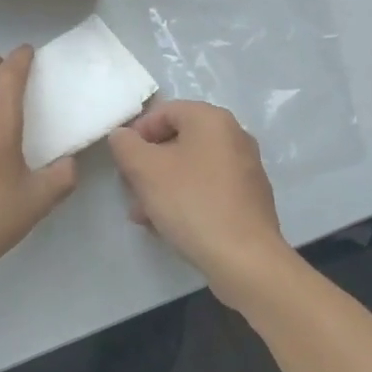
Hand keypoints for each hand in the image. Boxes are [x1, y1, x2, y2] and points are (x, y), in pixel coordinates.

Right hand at [108, 101, 301, 310]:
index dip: (137, 133)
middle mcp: (234, 136)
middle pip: (178, 140)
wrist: (245, 259)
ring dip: (163, 185)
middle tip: (130, 189)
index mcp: (211, 119)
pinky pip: (209, 188)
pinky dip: (186, 198)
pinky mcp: (250, 198)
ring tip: (143, 214)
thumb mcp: (145, 170)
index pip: (164, 111)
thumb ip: (125, 145)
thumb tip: (122, 135)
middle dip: (148, 164)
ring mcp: (246, 168)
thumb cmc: (191, 203)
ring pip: (191, 167)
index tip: (122, 161)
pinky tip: (168, 225)